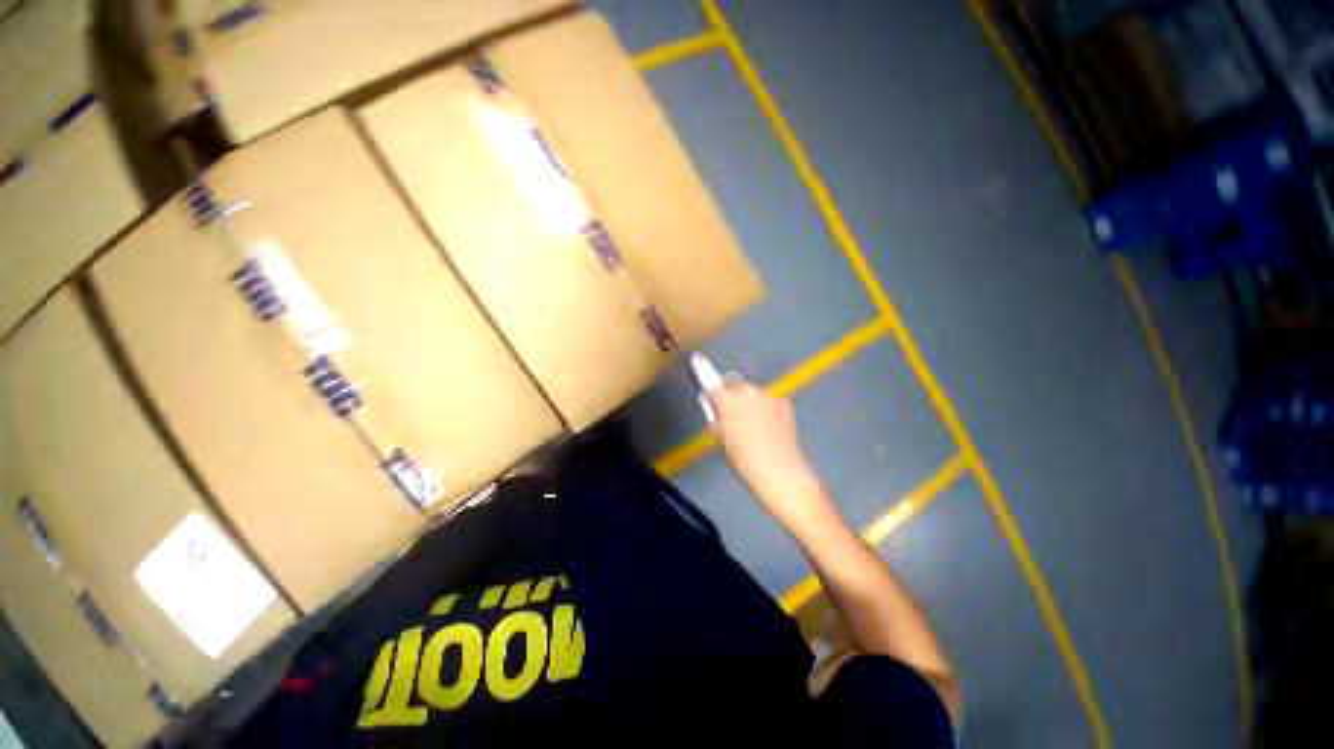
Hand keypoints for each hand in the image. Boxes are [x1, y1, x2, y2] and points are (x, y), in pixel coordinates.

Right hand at [703, 377, 828, 524]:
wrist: (778, 470)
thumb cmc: (742, 458)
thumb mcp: (719, 437)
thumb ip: (714, 414)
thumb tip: (712, 401)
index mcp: (727, 400)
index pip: (712, 383)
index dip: (704, 374)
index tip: (698, 359)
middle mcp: (747, 391)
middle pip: (734, 383)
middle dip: (731, 392)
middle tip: (732, 412)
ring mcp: (768, 395)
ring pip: (753, 392)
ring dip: (750, 401)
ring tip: (754, 423)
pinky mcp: (784, 402)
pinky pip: (769, 401)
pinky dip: (766, 408)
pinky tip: (769, 426)